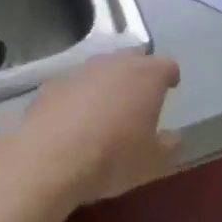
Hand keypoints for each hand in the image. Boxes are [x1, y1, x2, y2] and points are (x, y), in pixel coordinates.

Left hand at [0, 52, 179, 208]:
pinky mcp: (50, 87)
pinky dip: (76, 99)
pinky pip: (72, 88)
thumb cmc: (113, 157)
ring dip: (105, 85)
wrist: (48, 161)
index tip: (170, 89)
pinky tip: (71, 123)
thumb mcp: (153, 162)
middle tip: (139, 98)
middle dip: (138, 75)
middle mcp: (114, 64)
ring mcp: (79, 72)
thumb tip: (173, 137)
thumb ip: (169, 145)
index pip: (167, 66)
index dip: (170, 77)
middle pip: (133, 60)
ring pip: (100, 70)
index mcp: (147, 76)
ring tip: (104, 111)